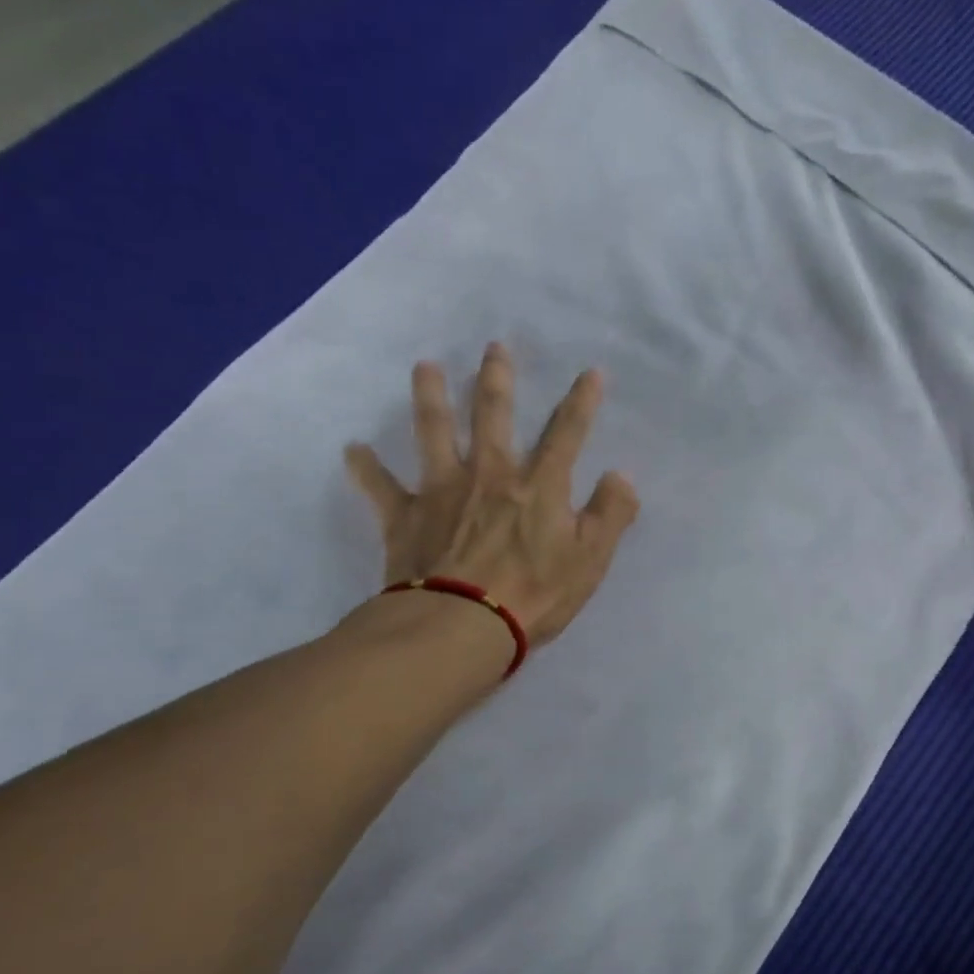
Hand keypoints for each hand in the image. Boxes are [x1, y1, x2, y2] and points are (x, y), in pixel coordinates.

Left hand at [344, 343, 639, 649]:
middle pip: (493, 414)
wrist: (459, 626)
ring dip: (429, 396)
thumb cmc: (533, 595)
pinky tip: (352, 450)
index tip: (591, 372)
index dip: (582, 401)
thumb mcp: (590, 561)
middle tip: (494, 347)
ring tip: (424, 366)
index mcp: (538, 486)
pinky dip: (365, 468)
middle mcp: (489, 474)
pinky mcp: (405, 515)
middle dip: (496, 379)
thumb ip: (610, 515)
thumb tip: (621, 477)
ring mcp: (443, 490)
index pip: (567, 433)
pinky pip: (380, 487)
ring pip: (434, 432)